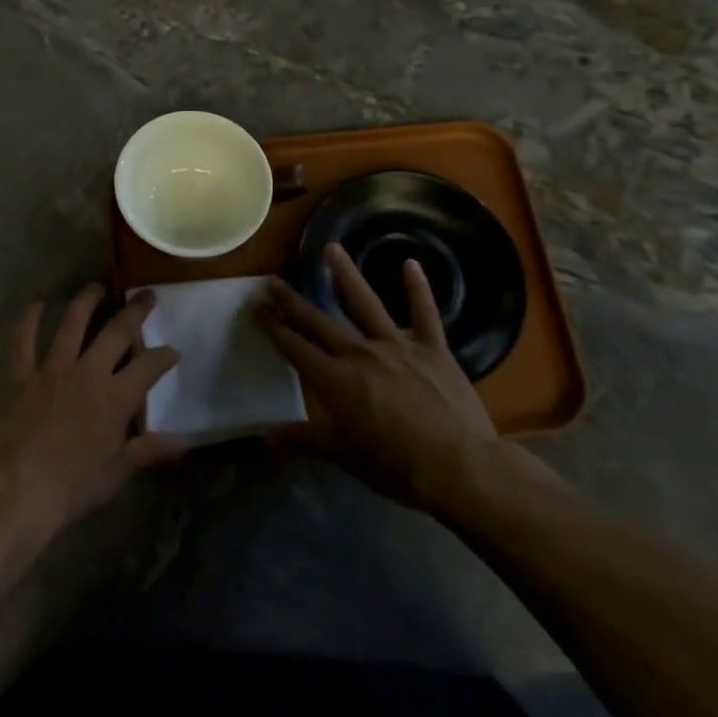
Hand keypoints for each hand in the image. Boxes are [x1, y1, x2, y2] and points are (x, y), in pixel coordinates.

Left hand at [0, 285, 188, 538]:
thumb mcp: (117, 472)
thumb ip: (148, 451)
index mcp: (114, 398)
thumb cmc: (74, 486)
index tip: (173, 350)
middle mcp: (87, 373)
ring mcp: (52, 370)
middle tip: (147, 294)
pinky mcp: (22, 376)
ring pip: (72, 324)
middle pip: (116, 332)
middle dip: (135, 311)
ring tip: (97, 286)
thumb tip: (184, 442)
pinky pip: (24, 342)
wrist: (21, 490)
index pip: (148, 367)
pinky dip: (29, 320)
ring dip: (86, 302)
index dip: (164, 355)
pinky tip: (36, 304)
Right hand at [257, 243, 505, 516]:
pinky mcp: (433, 349)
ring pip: (365, 303)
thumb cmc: (396, 466)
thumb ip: (305, 440)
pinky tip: (410, 263)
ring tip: (332, 248)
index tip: (257, 306)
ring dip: (346, 275)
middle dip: (293, 301)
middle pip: (319, 321)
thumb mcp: (344, 456)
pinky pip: (425, 314)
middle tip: (273, 280)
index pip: (295, 346)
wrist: (460, 469)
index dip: (274, 326)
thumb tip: (266, 437)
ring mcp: (398, 346)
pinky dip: (418, 288)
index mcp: (335, 379)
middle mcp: (360, 353)